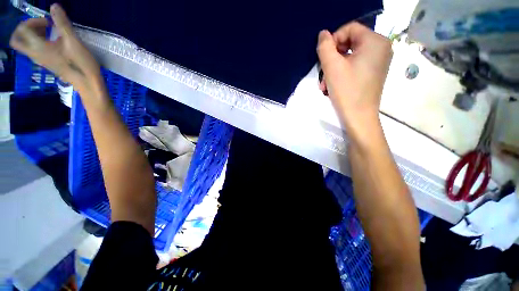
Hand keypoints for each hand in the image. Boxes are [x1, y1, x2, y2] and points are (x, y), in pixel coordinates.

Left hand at [10, 4, 101, 91]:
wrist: (87, 83)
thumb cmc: (80, 63)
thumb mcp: (73, 40)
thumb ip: (62, 22)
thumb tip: (54, 6)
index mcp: (37, 47)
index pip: (22, 29)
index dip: (33, 21)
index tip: (49, 22)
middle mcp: (34, 53)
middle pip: (17, 40)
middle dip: (26, 28)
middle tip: (42, 25)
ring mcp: (40, 59)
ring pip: (25, 44)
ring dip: (33, 34)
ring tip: (49, 31)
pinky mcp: (46, 62)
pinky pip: (34, 49)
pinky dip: (38, 41)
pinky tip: (52, 41)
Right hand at [317, 22, 391, 136]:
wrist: (359, 117)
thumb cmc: (346, 91)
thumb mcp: (331, 67)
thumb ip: (325, 46)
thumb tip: (323, 34)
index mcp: (375, 41)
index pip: (349, 28)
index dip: (333, 40)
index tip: (323, 59)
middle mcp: (381, 48)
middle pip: (350, 43)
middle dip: (332, 59)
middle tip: (322, 75)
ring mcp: (379, 61)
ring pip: (350, 57)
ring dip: (334, 69)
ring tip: (325, 85)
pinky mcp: (374, 73)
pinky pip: (355, 66)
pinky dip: (342, 74)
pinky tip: (333, 86)